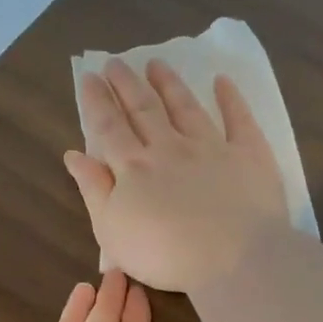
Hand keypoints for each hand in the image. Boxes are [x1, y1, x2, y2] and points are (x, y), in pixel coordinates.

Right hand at [65, 61, 286, 293]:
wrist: (233, 260)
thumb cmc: (165, 255)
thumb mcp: (112, 231)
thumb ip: (93, 190)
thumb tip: (73, 154)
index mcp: (133, 169)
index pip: (109, 127)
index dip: (97, 101)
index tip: (90, 76)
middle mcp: (169, 149)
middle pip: (144, 110)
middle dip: (127, 84)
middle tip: (116, 62)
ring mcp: (211, 148)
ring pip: (185, 107)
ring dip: (169, 84)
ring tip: (156, 63)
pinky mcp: (248, 155)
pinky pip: (238, 119)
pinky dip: (230, 98)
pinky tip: (222, 81)